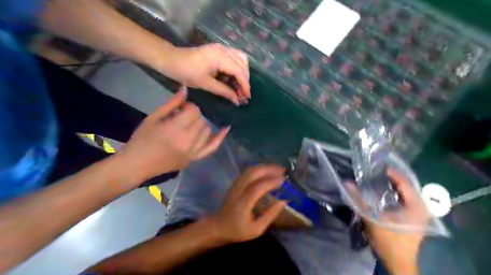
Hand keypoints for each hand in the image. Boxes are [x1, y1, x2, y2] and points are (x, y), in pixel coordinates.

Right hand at [117, 87, 229, 184]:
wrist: (137, 165)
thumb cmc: (141, 139)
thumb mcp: (153, 118)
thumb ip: (171, 104)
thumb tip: (185, 89)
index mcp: (175, 129)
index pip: (194, 111)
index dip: (188, 107)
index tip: (180, 109)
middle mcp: (188, 140)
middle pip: (201, 120)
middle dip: (193, 116)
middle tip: (182, 118)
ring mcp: (193, 152)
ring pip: (207, 131)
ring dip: (200, 125)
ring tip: (189, 126)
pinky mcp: (195, 159)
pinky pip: (211, 148)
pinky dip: (219, 138)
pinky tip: (226, 128)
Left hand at [155, 43, 250, 105]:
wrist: (172, 60)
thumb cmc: (187, 72)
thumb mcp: (206, 84)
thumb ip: (224, 91)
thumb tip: (237, 100)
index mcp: (220, 57)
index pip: (239, 71)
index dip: (245, 85)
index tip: (247, 97)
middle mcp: (224, 50)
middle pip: (243, 64)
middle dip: (245, 80)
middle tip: (242, 94)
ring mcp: (222, 48)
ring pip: (241, 59)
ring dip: (242, 74)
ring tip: (239, 87)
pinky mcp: (219, 50)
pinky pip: (234, 58)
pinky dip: (237, 69)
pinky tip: (233, 79)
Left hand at [208, 165, 288, 241]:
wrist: (218, 227)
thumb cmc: (238, 231)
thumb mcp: (256, 229)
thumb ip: (270, 215)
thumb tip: (283, 201)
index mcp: (243, 204)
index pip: (257, 188)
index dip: (270, 182)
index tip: (283, 180)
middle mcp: (238, 191)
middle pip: (252, 174)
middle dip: (268, 169)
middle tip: (282, 171)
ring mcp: (234, 186)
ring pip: (249, 171)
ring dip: (264, 167)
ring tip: (276, 169)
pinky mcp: (234, 184)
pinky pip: (246, 172)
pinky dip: (258, 169)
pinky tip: (266, 171)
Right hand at [349, 170, 430, 274]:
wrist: (398, 263)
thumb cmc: (388, 241)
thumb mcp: (371, 218)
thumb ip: (358, 200)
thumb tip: (346, 183)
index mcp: (416, 206)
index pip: (404, 182)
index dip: (390, 172)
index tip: (375, 167)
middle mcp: (422, 207)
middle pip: (406, 185)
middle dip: (390, 178)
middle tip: (374, 172)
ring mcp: (420, 213)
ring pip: (406, 192)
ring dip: (392, 185)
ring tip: (377, 179)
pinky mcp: (415, 218)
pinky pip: (406, 199)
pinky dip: (395, 193)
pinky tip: (383, 193)